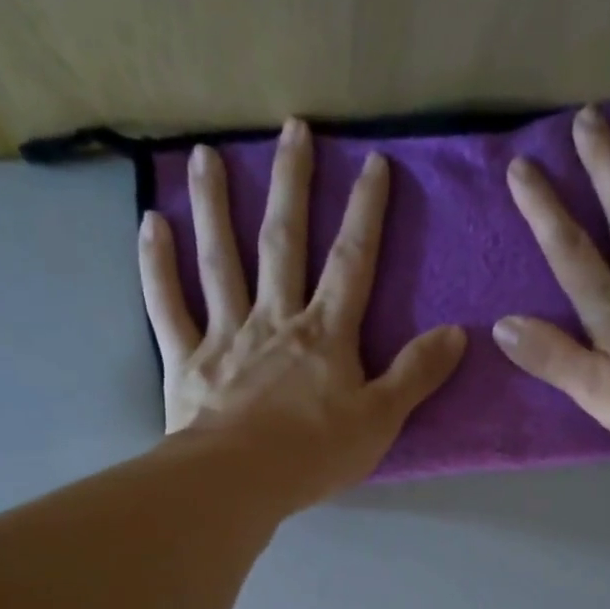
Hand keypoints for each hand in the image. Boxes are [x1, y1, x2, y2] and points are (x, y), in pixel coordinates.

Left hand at [140, 118, 466, 508]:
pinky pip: (168, 305)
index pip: (352, 262)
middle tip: (292, 128)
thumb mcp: (382, 419)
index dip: (366, 212)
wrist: (240, 481)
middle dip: (293, 184)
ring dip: (214, 206)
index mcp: (325, 334)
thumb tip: (458, 332)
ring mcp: (226, 334)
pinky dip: (157, 266)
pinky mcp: (186, 359)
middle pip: (284, 242)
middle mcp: (275, 319)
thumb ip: (416, 373)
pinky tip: (151, 224)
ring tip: (205, 154)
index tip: (373, 162)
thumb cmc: (316, 453)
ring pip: (220, 260)